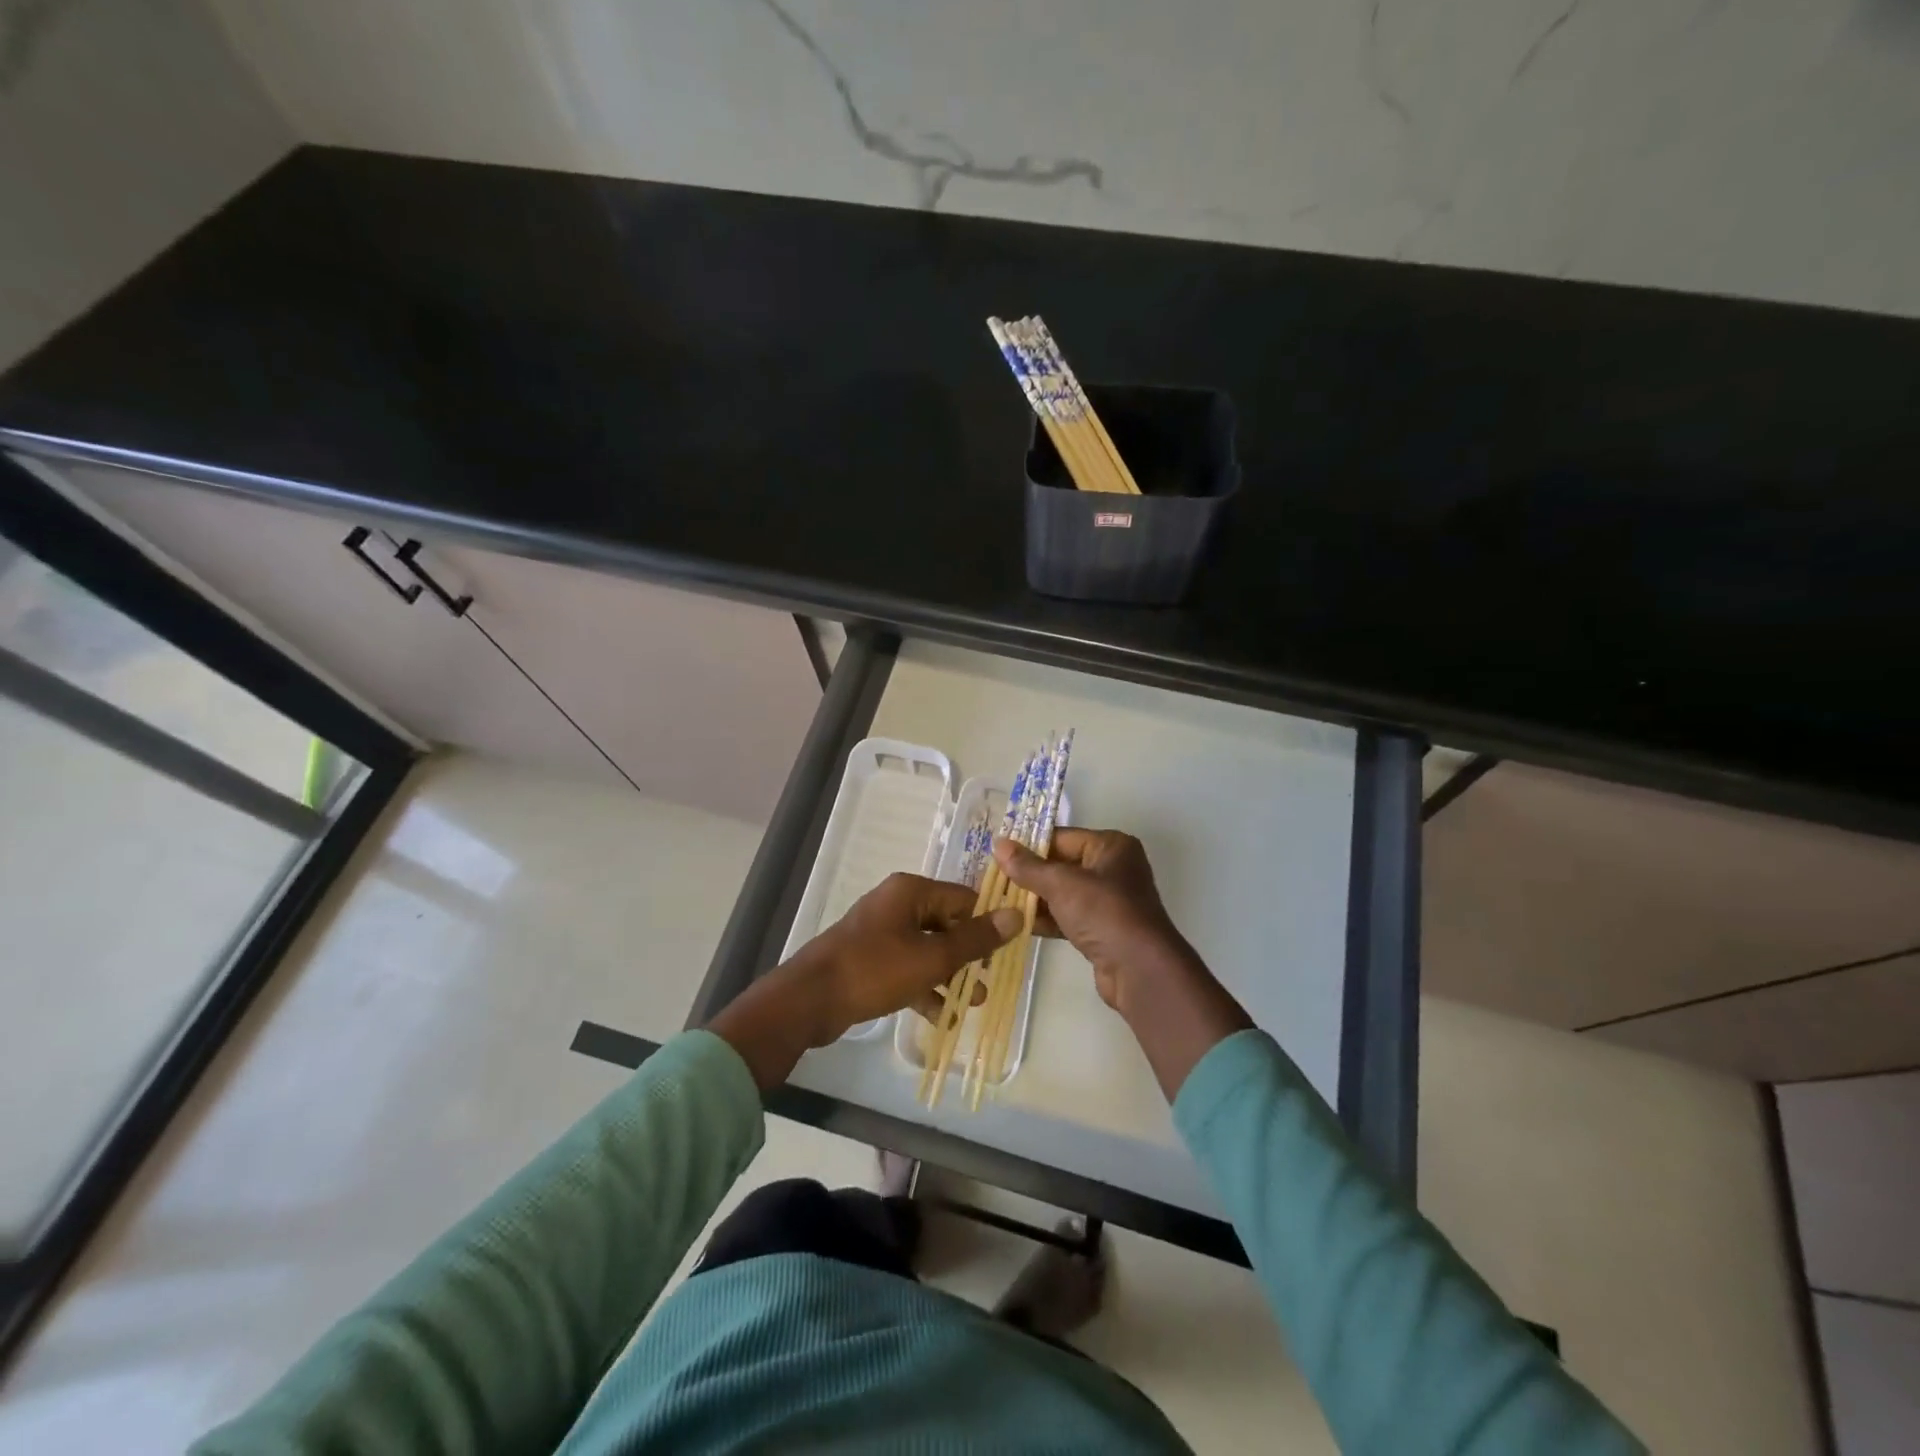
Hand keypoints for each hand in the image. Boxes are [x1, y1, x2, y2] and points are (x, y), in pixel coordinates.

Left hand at [709, 874, 1018, 1088]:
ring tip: (974, 1003)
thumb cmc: (874, 970)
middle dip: (970, 956)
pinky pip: (908, 968)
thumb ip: (975, 939)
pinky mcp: (871, 959)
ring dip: (951, 975)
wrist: (809, 1000)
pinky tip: (943, 1018)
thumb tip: (1016, 914)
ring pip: (928, 949)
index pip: (964, 899)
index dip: (989, 923)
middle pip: (947, 924)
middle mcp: (897, 904)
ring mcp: (881, 932)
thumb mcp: (932, 957)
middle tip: (991, 983)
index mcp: (911, 891)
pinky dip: (925, 988)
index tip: (1011, 950)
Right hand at [992, 828, 1200, 1016]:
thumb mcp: (1061, 884)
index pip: (1061, 837)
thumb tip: (998, 844)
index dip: (1029, 845)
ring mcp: (1108, 901)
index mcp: (1111, 846)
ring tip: (998, 902)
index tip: (996, 854)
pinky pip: (1067, 916)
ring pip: (1062, 893)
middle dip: (1029, 875)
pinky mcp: (1102, 929)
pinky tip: (1017, 924)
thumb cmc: (1103, 912)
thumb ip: (1028, 866)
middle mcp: (1113, 868)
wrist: (1139, 969)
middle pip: (1060, 865)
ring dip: (1034, 899)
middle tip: (992, 879)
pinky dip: (1046, 919)